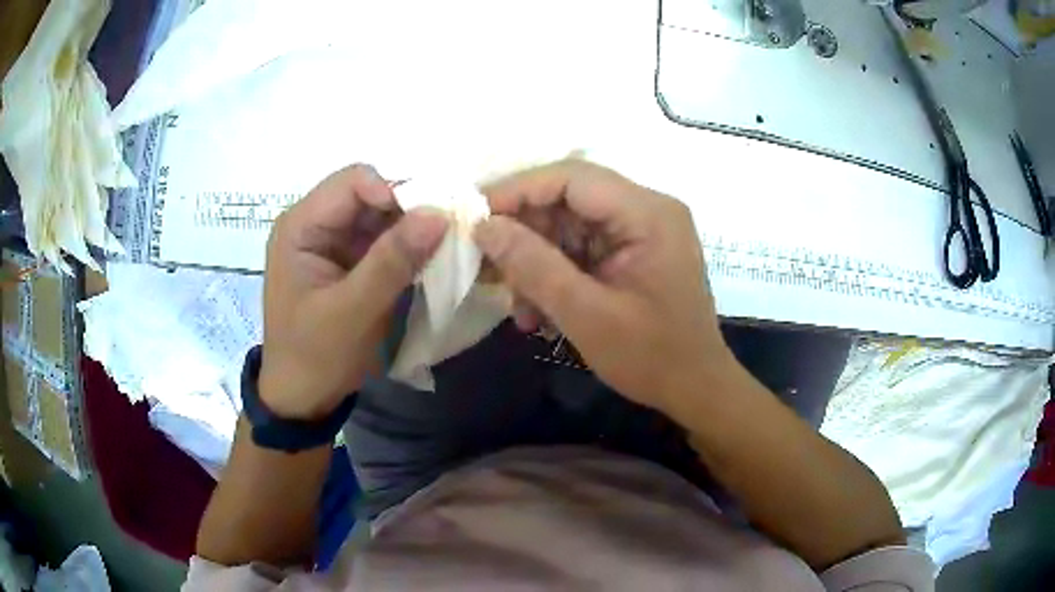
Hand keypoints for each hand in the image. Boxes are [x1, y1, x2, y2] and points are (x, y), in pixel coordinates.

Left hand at [259, 164, 447, 419]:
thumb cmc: (316, 356)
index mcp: (300, 226)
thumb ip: (393, 260)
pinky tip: (428, 260)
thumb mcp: (353, 311)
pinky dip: (407, 247)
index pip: (353, 182)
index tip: (430, 221)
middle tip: (446, 234)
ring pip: (380, 216)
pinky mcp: (348, 261)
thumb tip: (440, 213)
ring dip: (411, 229)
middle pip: (369, 195)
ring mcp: (332, 242)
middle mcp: (315, 224)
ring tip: (442, 248)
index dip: (394, 191)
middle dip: (407, 210)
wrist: (302, 398)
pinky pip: (382, 240)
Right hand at [474, 160, 732, 411]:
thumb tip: (484, 226)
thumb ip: (534, 265)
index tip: (475, 217)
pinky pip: (583, 248)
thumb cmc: (651, 357)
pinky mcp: (633, 251)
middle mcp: (648, 209)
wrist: (696, 389)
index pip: (572, 177)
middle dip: (525, 231)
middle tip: (489, 265)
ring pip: (570, 225)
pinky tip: (538, 310)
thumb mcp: (586, 315)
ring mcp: (642, 230)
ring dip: (537, 260)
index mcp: (648, 214)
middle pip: (569, 198)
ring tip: (517, 303)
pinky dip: (556, 273)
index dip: (518, 190)